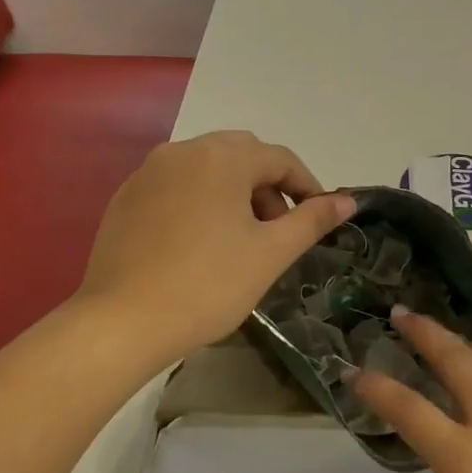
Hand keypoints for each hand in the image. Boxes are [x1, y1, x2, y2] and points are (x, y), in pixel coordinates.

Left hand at [78, 131, 354, 366]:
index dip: (306, 187)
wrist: (124, 321)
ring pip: (206, 170)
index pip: (279, 158)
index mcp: (221, 157)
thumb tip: (347, 201)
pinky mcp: (126, 198)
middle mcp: (182, 151)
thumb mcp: (270, 254)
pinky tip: (198, 245)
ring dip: (234, 194)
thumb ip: (311, 221)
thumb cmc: (208, 285)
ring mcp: (148, 173)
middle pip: (241, 157)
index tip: (318, 219)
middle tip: (277, 231)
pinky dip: (199, 203)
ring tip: (240, 240)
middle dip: (268, 188)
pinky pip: (176, 187)